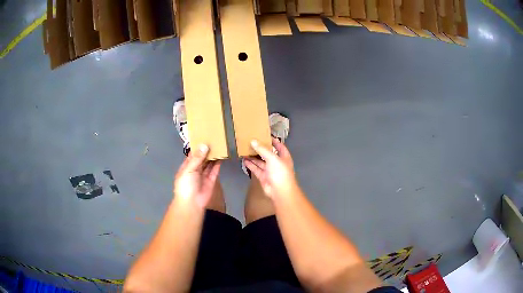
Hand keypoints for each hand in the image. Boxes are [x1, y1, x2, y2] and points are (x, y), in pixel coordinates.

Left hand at [174, 145, 220, 207]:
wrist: (192, 203)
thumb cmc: (186, 184)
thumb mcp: (189, 169)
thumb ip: (197, 158)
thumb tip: (204, 145)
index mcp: (187, 166)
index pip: (193, 154)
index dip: (198, 146)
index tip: (205, 136)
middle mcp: (195, 169)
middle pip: (202, 158)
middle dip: (207, 150)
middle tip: (215, 139)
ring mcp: (203, 175)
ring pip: (209, 163)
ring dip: (213, 156)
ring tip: (220, 146)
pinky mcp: (211, 180)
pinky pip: (215, 170)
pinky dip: (218, 164)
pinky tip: (222, 156)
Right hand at [244, 138, 298, 198]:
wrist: (280, 191)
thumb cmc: (280, 172)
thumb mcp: (272, 158)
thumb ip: (262, 150)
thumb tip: (253, 141)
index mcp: (284, 157)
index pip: (279, 146)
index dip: (273, 141)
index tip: (265, 135)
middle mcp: (277, 163)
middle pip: (268, 154)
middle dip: (261, 148)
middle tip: (251, 141)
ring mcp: (270, 170)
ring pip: (261, 162)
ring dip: (254, 157)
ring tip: (245, 149)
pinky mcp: (263, 177)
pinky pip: (256, 169)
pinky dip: (251, 165)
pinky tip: (244, 160)